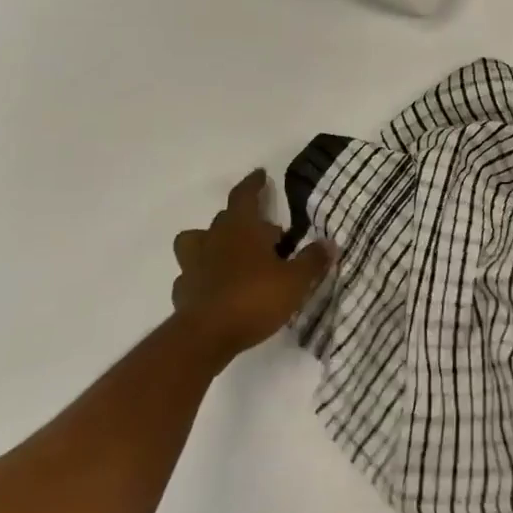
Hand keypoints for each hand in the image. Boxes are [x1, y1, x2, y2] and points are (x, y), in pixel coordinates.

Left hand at [170, 170, 334, 370]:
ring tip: (230, 255)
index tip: (260, 174)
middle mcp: (214, 239)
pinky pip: (190, 275)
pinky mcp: (182, 292)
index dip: (254, 184)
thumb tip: (329, 243)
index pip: (244, 195)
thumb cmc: (253, 298)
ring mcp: (193, 265)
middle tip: (265, 234)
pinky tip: (215, 288)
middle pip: (224, 218)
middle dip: (243, 220)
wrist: (205, 338)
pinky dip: (201, 276)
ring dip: (211, 243)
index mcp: (241, 228)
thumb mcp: (295, 281)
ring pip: (196, 241)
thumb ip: (312, 260)